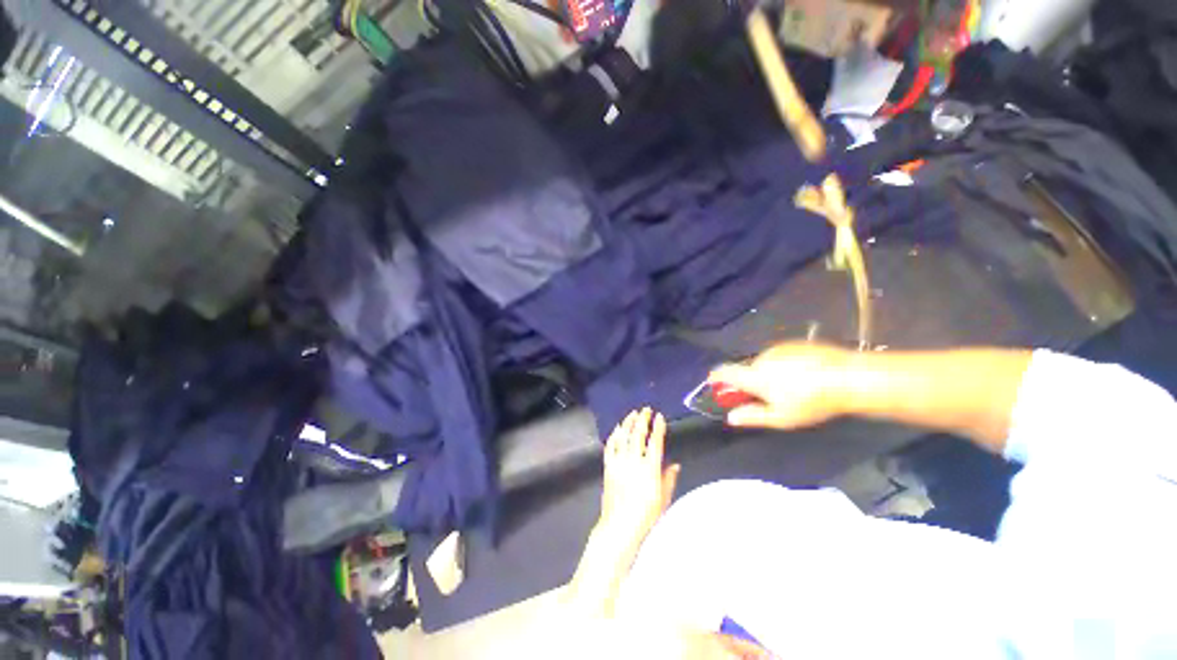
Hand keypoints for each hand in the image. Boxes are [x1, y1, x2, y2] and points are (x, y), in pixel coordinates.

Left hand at [567, 408, 678, 615]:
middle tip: (645, 409)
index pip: (655, 442)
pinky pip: (610, 446)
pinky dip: (614, 436)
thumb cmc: (646, 515)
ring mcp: (619, 462)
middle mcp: (634, 461)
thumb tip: (676, 464)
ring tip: (632, 414)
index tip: (660, 417)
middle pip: (638, 434)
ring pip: (623, 436)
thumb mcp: (663, 499)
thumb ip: (669, 479)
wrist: (619, 526)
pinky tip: (617, 429)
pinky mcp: (608, 466)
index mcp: (650, 469)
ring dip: (628, 423)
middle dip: (642, 420)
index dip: (658, 428)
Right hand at [709, 342, 850, 429]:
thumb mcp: (782, 417)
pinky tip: (803, 375)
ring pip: (764, 363)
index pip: (725, 372)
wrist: (849, 377)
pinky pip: (780, 355)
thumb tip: (731, 417)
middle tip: (767, 396)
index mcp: (754, 376)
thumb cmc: (811, 402)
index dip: (716, 377)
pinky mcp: (794, 344)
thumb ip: (753, 416)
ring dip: (768, 373)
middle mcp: (761, 358)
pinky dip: (783, 365)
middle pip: (747, 369)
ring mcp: (778, 348)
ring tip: (792, 387)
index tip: (714, 382)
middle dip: (751, 381)